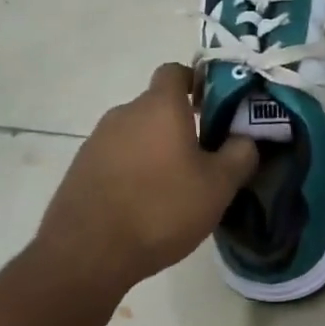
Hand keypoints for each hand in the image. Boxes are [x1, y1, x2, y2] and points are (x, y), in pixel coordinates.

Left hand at [34, 64, 258, 298]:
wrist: (86, 254)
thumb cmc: (160, 209)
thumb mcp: (218, 187)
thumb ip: (239, 155)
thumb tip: (245, 138)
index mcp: (160, 106)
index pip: (175, 71)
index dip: (194, 82)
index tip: (211, 106)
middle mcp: (125, 113)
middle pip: (156, 106)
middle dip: (178, 125)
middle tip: (200, 158)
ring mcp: (97, 140)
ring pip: (135, 134)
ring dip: (153, 150)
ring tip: (171, 187)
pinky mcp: (80, 169)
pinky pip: (114, 158)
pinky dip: (130, 171)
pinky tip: (141, 205)